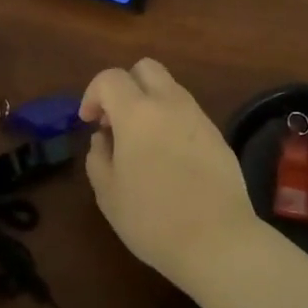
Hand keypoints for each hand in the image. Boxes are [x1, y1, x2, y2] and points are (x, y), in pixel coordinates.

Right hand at [80, 58, 258, 287]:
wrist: (218, 240)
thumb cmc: (153, 219)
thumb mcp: (108, 194)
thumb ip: (98, 157)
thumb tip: (103, 138)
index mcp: (138, 112)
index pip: (111, 78)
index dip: (93, 94)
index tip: (89, 122)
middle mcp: (170, 103)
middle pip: (146, 68)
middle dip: (126, 85)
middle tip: (116, 121)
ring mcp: (198, 116)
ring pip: (170, 88)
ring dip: (150, 103)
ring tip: (142, 143)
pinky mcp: (217, 134)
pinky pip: (188, 112)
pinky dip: (171, 121)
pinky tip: (169, 158)